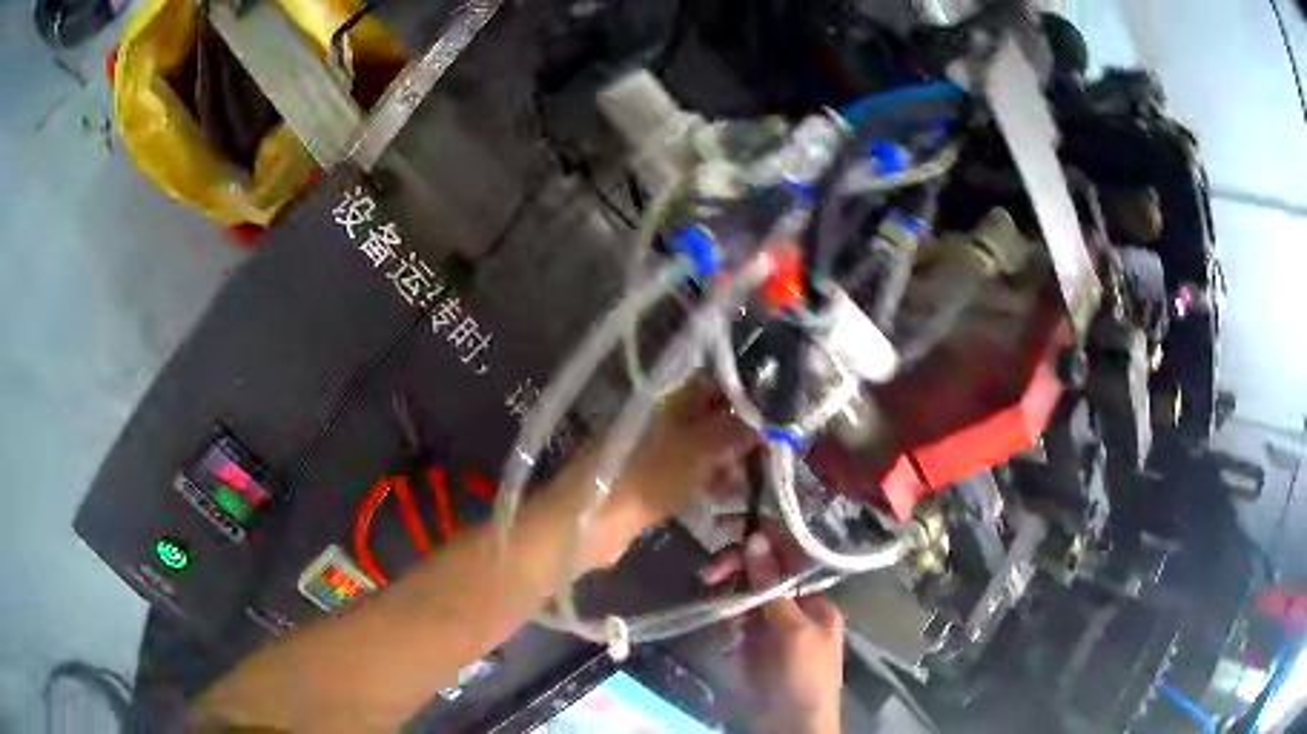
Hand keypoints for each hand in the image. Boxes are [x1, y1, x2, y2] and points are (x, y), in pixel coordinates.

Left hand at [548, 379, 756, 568]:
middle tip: (769, 451)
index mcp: (670, 401)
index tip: (776, 411)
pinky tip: (727, 496)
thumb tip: (771, 417)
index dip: (745, 393)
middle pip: (711, 416)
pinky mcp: (649, 481)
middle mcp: (663, 418)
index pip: (715, 382)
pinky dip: (708, 481)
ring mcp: (654, 450)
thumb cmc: (645, 479)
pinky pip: (688, 474)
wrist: (589, 522)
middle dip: (741, 432)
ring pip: (702, 447)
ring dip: (728, 460)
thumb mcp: (698, 452)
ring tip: (753, 478)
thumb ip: (736, 431)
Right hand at [701, 524, 843, 733]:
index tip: (729, 525)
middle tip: (709, 573)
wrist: (790, 725)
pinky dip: (727, 623)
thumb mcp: (795, 630)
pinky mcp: (747, 645)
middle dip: (737, 570)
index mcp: (813, 599)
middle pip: (761, 574)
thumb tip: (756, 539)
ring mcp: (768, 626)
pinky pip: (732, 622)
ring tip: (729, 623)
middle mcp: (791, 607)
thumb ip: (773, 587)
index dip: (763, 539)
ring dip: (730, 600)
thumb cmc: (805, 676)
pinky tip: (729, 640)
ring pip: (742, 596)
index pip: (788, 557)